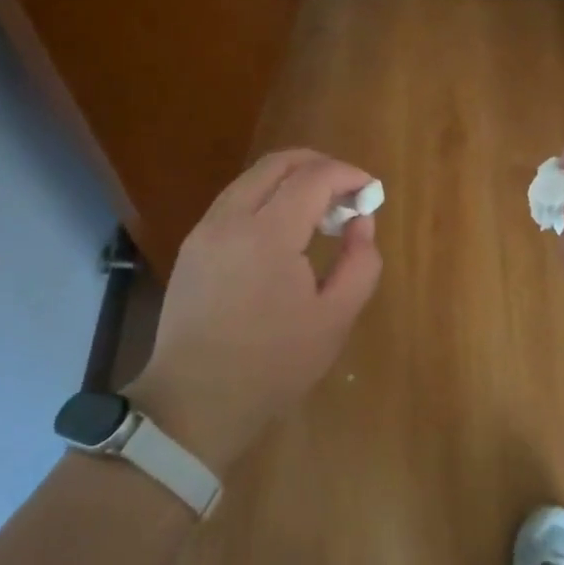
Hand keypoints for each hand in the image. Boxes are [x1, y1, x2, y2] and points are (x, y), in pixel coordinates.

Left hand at [123, 150, 382, 472]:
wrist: (195, 401)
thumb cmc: (273, 364)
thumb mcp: (335, 319)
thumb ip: (360, 262)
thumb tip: (361, 222)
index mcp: (267, 234)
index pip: (313, 177)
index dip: (348, 175)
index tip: (371, 191)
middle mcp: (230, 219)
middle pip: (277, 163)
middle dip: (319, 165)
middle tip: (347, 191)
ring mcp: (205, 230)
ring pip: (252, 178)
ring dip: (290, 180)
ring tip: (319, 211)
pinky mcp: (192, 246)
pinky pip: (234, 201)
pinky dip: (266, 197)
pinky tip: (283, 230)